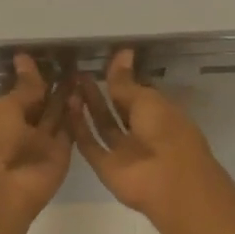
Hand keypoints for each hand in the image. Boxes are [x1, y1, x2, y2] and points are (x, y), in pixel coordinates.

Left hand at [0, 53, 71, 226]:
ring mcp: (43, 142)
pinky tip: (85, 91)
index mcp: (1, 117)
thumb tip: (24, 58)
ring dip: (67, 95)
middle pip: (41, 103)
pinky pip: (70, 129)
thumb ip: (24, 87)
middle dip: (53, 83)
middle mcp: (23, 129)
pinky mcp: (62, 153)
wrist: (3, 191)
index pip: (19, 92)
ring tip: (81, 70)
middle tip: (70, 59)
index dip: (30, 75)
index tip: (45, 54)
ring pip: (57, 114)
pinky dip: (76, 113)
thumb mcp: (6, 108)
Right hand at [69, 49, 222, 220]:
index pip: (138, 93)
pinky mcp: (106, 167)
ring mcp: (124, 151)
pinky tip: (66, 106)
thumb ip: (126, 82)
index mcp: (160, 114)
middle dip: (100, 92)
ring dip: (88, 107)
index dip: (121, 79)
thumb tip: (122, 52)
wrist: (168, 181)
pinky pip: (90, 144)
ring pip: (102, 125)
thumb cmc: (166, 131)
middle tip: (79, 72)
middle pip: (117, 109)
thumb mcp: (146, 100)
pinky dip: (79, 128)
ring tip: (70, 84)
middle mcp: (142, 132)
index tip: (101, 62)